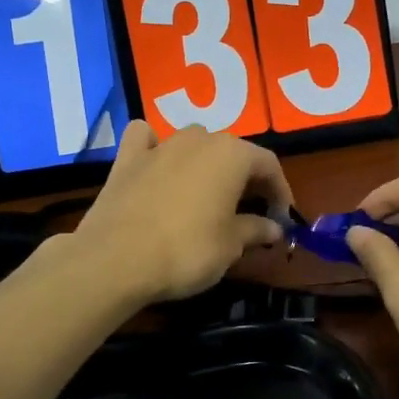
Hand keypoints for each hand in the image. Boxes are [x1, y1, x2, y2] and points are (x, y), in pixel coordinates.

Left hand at [71, 122, 291, 304]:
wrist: (116, 259)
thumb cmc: (187, 250)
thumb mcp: (230, 246)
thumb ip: (255, 230)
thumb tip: (274, 228)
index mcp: (232, 155)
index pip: (268, 164)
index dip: (280, 191)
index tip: (282, 217)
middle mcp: (198, 139)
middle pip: (232, 152)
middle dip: (245, 178)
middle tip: (251, 211)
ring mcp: (160, 145)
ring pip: (193, 143)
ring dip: (206, 163)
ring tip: (208, 194)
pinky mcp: (127, 158)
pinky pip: (146, 140)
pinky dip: (155, 147)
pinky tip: (157, 163)